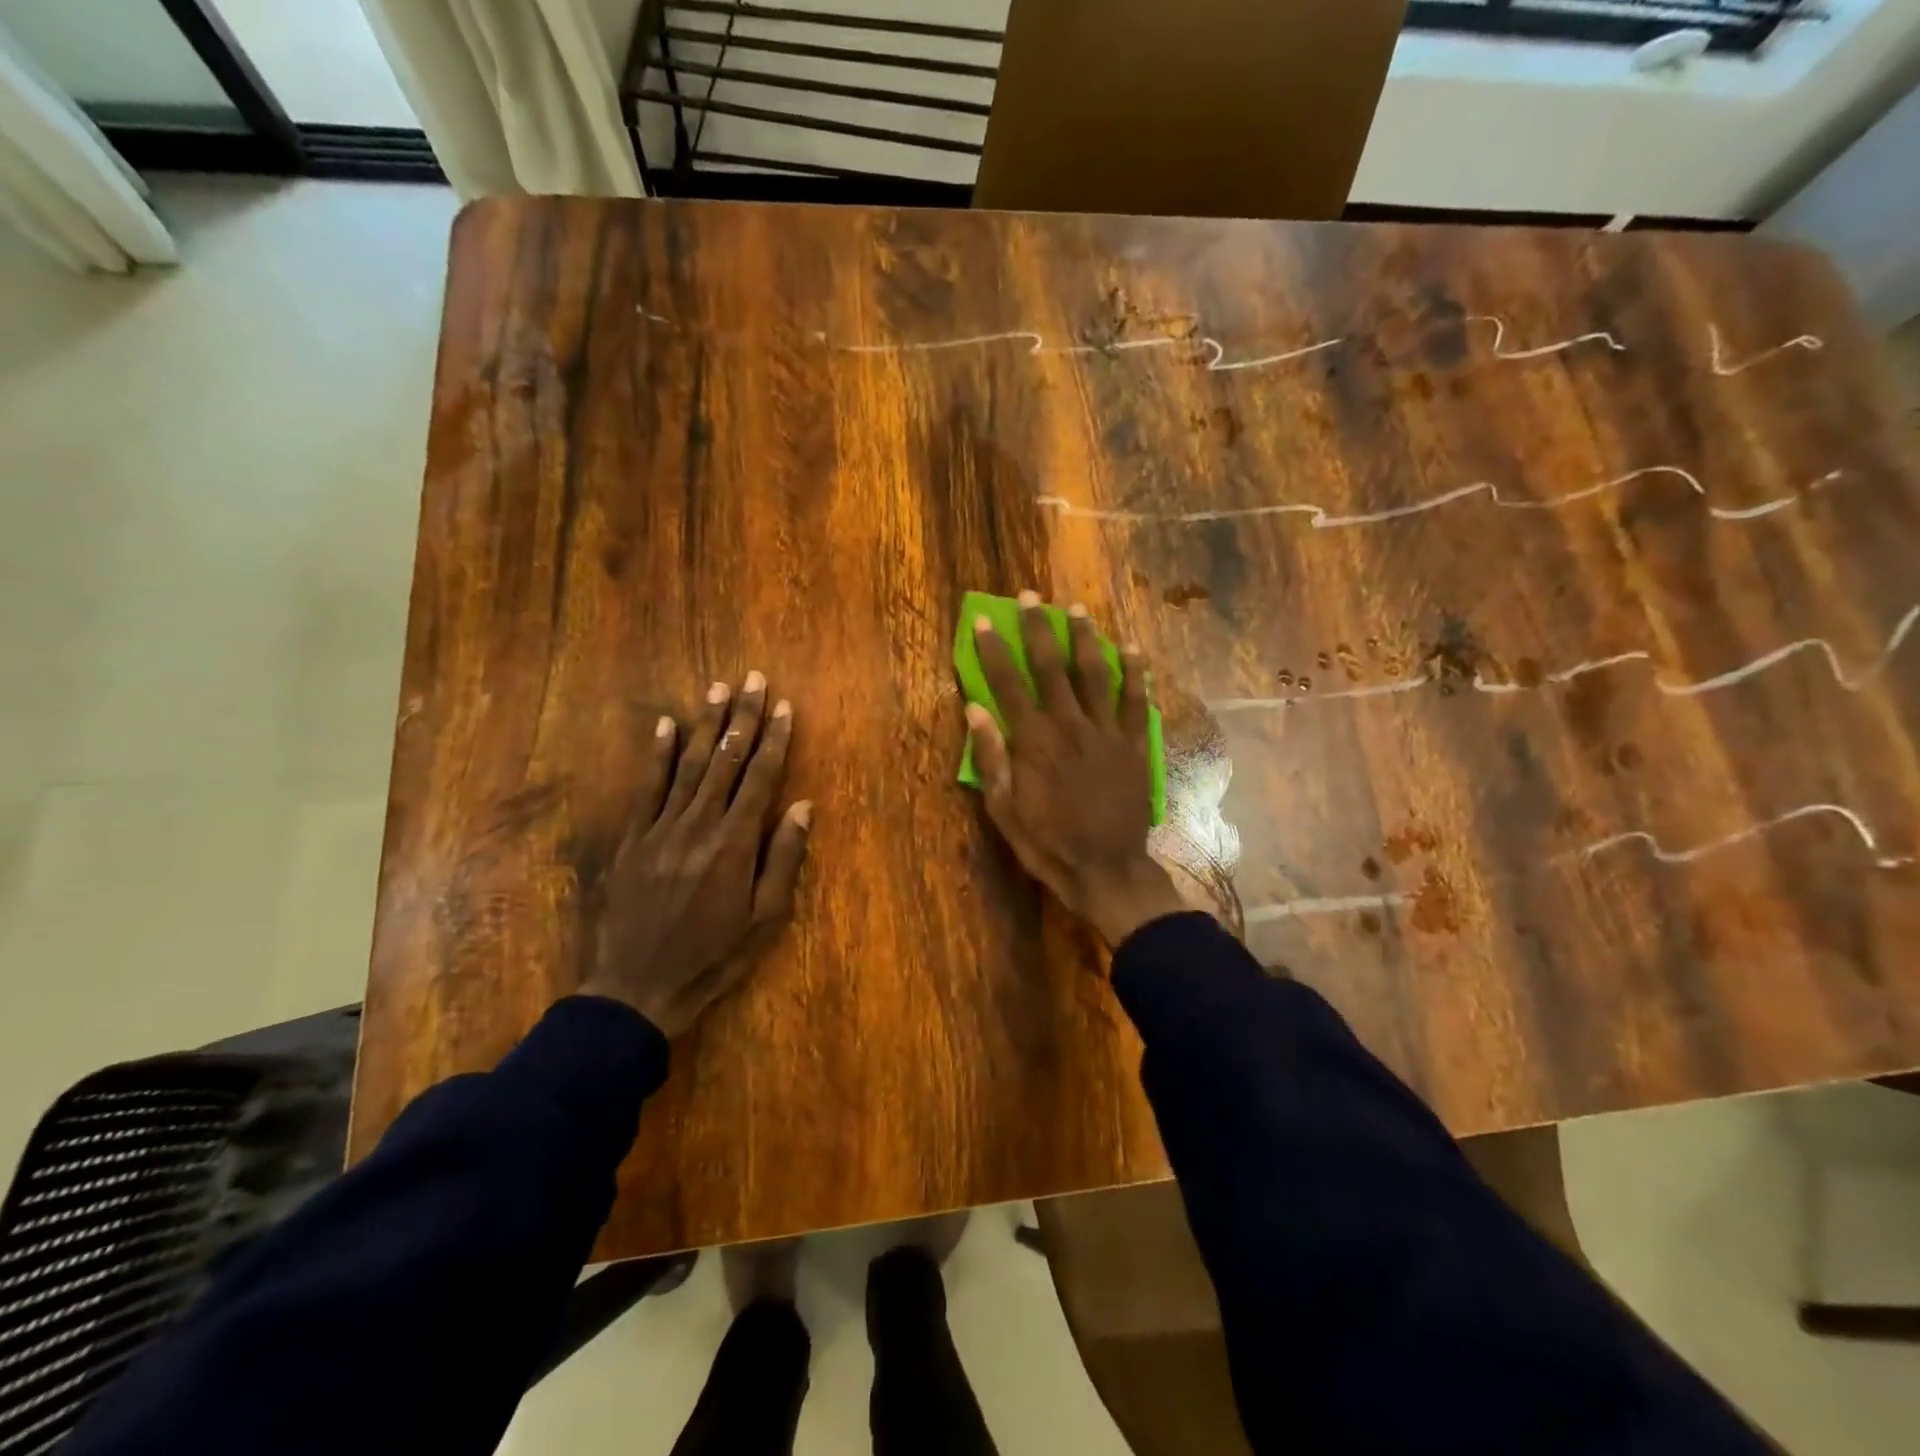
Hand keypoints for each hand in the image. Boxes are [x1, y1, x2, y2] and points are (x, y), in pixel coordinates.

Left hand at [582, 673, 812, 1035]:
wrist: (638, 988)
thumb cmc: (713, 957)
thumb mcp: (765, 919)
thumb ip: (784, 858)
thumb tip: (802, 806)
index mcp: (735, 843)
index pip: (760, 778)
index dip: (775, 740)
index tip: (785, 707)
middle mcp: (698, 825)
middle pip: (726, 760)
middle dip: (743, 717)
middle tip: (754, 679)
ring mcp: (659, 828)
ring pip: (688, 765)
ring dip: (706, 724)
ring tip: (719, 689)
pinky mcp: (631, 839)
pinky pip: (646, 787)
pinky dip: (657, 754)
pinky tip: (665, 725)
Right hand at [967, 592, 1187, 948]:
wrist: (1106, 870)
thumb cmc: (1048, 843)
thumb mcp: (1004, 810)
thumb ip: (991, 759)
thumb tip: (975, 710)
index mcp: (1033, 741)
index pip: (1007, 685)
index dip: (994, 651)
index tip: (986, 620)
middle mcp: (1068, 725)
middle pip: (1051, 667)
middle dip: (1038, 629)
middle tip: (1031, 597)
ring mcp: (1105, 732)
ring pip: (1094, 673)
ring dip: (1084, 638)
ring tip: (1077, 609)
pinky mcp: (1133, 744)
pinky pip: (1134, 700)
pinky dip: (1135, 672)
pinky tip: (1133, 648)